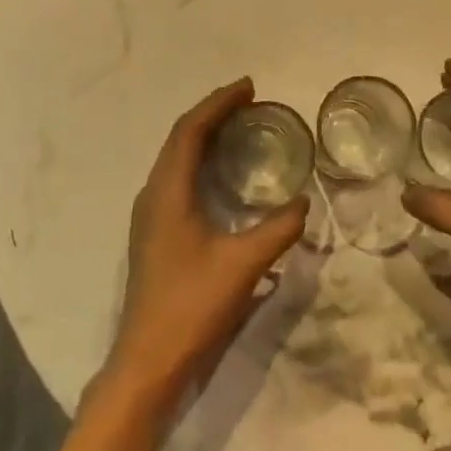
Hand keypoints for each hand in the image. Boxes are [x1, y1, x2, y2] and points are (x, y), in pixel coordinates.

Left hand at [102, 78, 308, 412]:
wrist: (147, 363)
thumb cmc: (191, 307)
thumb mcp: (243, 265)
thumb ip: (277, 229)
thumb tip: (303, 202)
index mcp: (167, 192)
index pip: (190, 131)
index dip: (219, 103)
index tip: (249, 87)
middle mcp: (153, 194)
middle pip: (180, 138)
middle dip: (213, 114)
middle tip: (249, 102)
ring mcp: (150, 215)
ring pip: (176, 158)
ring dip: (205, 136)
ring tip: (239, 127)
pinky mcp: (155, 233)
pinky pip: (177, 178)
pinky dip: (200, 161)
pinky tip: (222, 174)